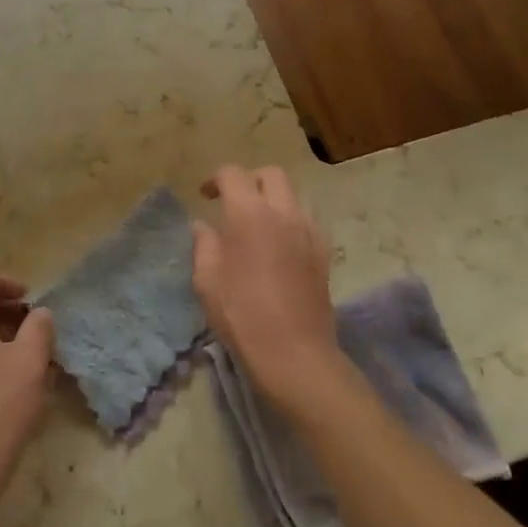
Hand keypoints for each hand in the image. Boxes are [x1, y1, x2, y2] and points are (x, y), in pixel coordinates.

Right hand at [192, 166, 346, 413]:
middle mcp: (283, 212)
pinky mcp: (324, 252)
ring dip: (273, 200)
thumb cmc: (241, 314)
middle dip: (250, 181)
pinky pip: (307, 220)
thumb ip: (204, 245)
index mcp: (249, 213)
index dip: (215, 180)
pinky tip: (279, 246)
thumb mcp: (207, 280)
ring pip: (293, 195)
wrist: (294, 352)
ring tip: (258, 224)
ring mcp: (309, 230)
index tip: (206, 197)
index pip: (233, 174)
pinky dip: (290, 220)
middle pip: (271, 174)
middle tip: (234, 203)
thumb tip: (204, 226)